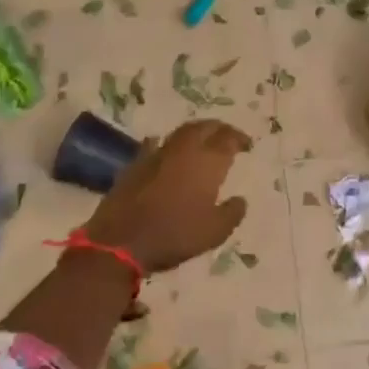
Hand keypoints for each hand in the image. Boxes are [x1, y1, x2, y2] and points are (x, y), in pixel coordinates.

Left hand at [84, 119, 250, 272]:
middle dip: (218, 128)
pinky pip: (156, 145)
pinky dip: (166, 145)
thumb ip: (232, 213)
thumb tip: (240, 200)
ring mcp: (157, 154)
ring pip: (180, 132)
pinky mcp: (135, 163)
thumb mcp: (215, 232)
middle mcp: (183, 150)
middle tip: (227, 136)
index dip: (239, 138)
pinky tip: (166, 150)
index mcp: (207, 161)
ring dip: (195, 133)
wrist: (120, 241)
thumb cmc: (174, 235)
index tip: (247, 145)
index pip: (228, 138)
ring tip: (203, 141)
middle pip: (204, 127)